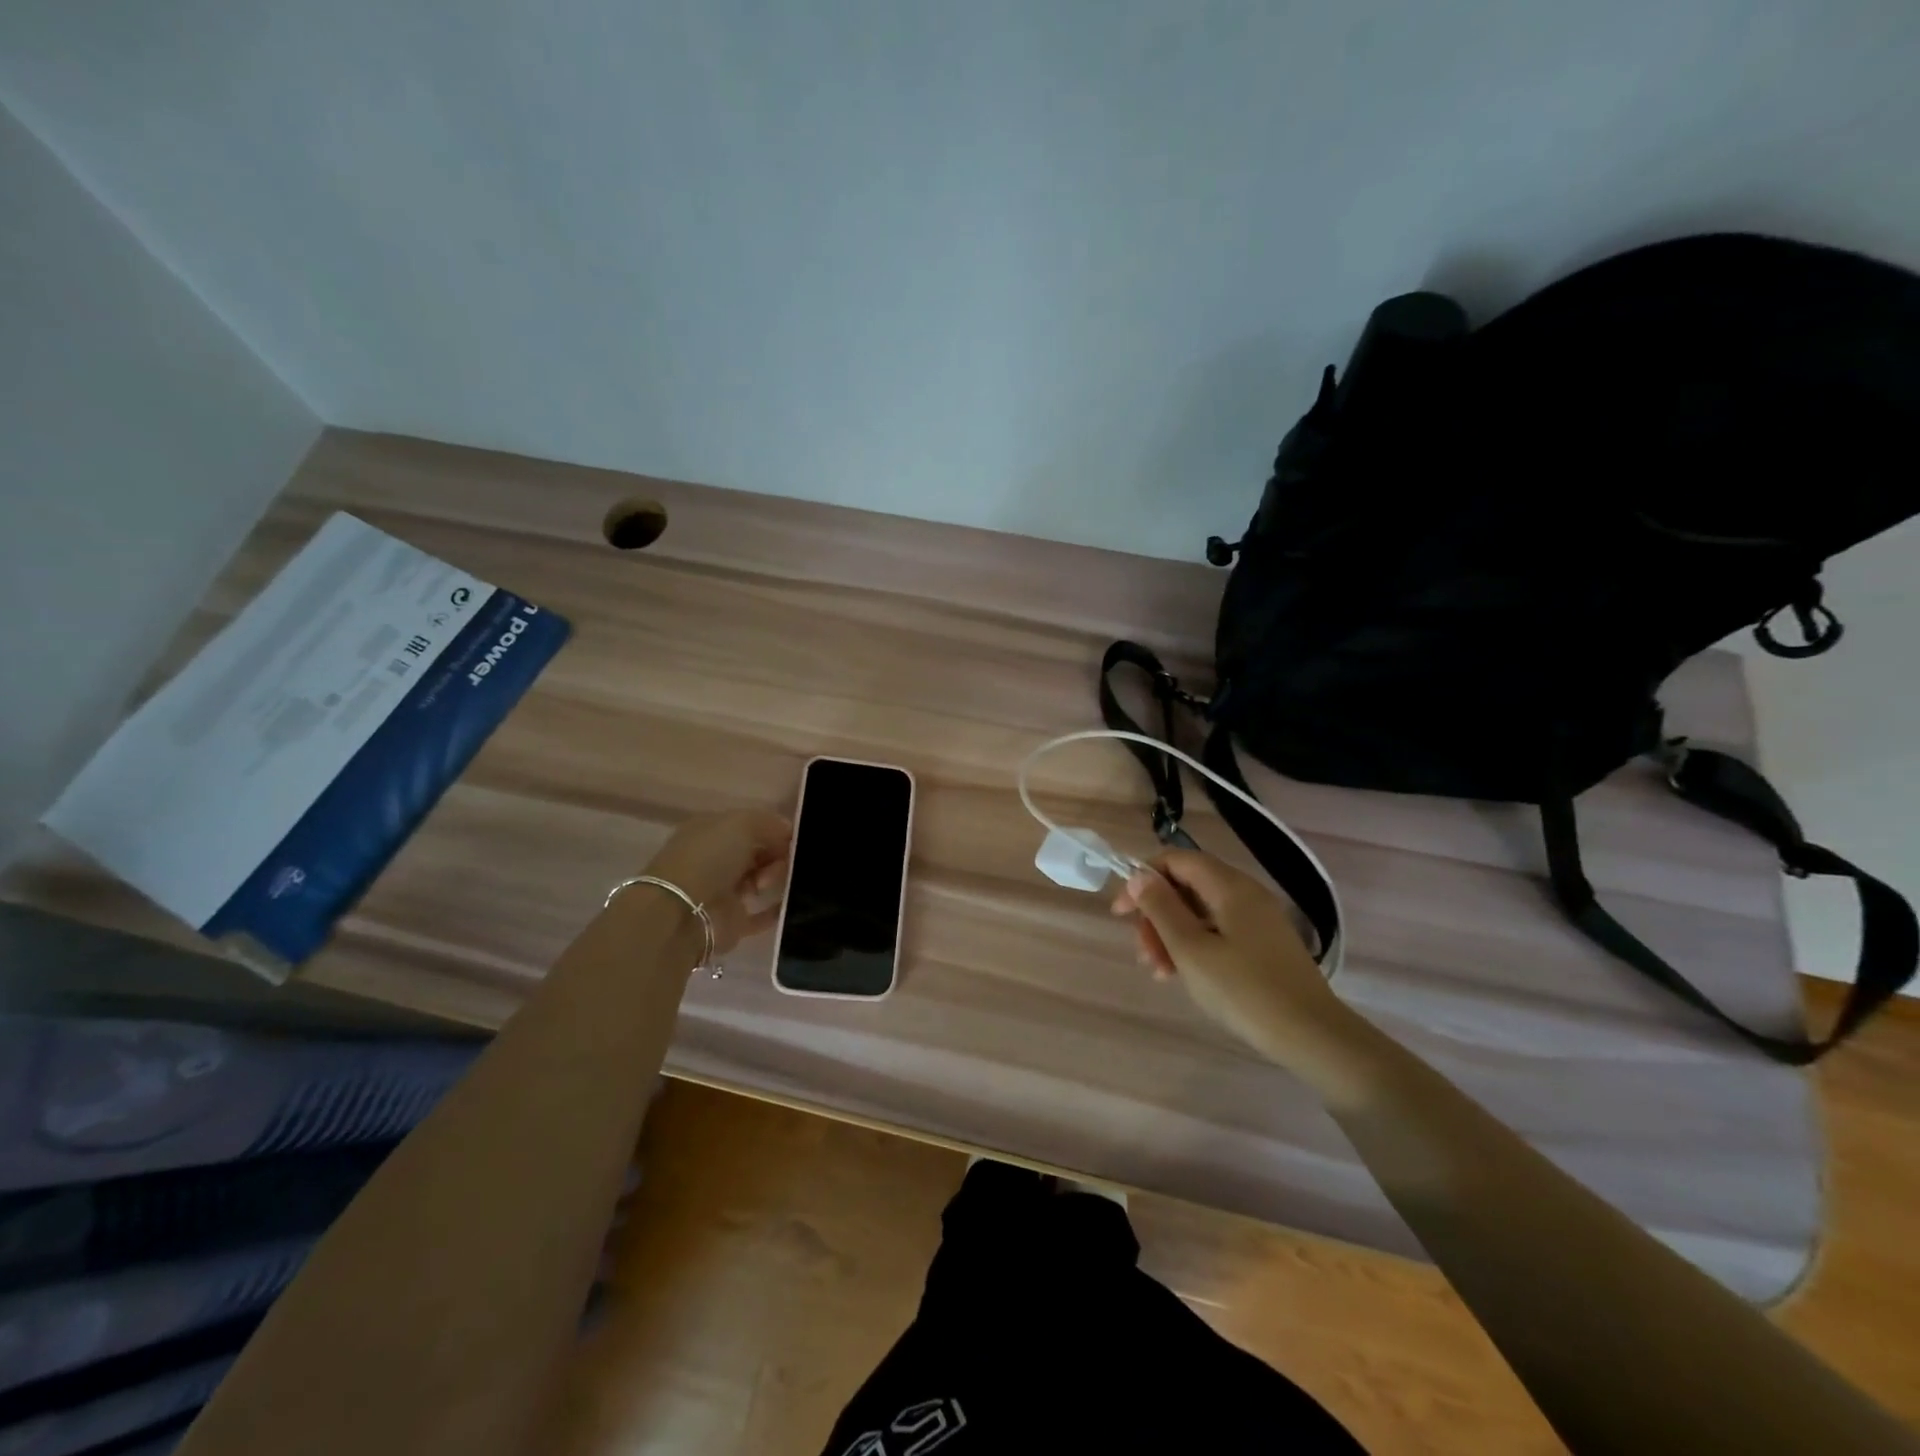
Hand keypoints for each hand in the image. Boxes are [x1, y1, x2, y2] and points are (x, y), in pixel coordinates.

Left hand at [641, 810, 791, 952]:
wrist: (682, 913)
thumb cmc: (709, 858)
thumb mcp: (742, 824)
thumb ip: (769, 823)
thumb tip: (788, 833)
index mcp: (711, 831)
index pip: (751, 826)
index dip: (775, 830)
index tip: (793, 838)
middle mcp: (716, 859)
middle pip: (759, 852)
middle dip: (776, 854)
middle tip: (780, 862)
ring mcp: (723, 891)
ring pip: (763, 879)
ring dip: (775, 877)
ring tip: (767, 884)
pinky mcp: (733, 921)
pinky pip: (763, 914)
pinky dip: (778, 909)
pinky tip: (792, 902)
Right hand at [1111, 849, 1352, 1064]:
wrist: (1312, 1036)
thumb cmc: (1244, 990)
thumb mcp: (1191, 949)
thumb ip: (1162, 908)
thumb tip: (1139, 876)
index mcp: (1229, 886)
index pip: (1176, 860)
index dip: (1143, 879)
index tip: (1121, 913)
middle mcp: (1245, 894)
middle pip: (1186, 886)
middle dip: (1156, 915)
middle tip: (1142, 952)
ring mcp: (1257, 920)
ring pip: (1199, 912)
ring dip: (1171, 935)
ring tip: (1158, 972)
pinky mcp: (1263, 945)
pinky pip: (1217, 931)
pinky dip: (1194, 946)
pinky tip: (1181, 975)